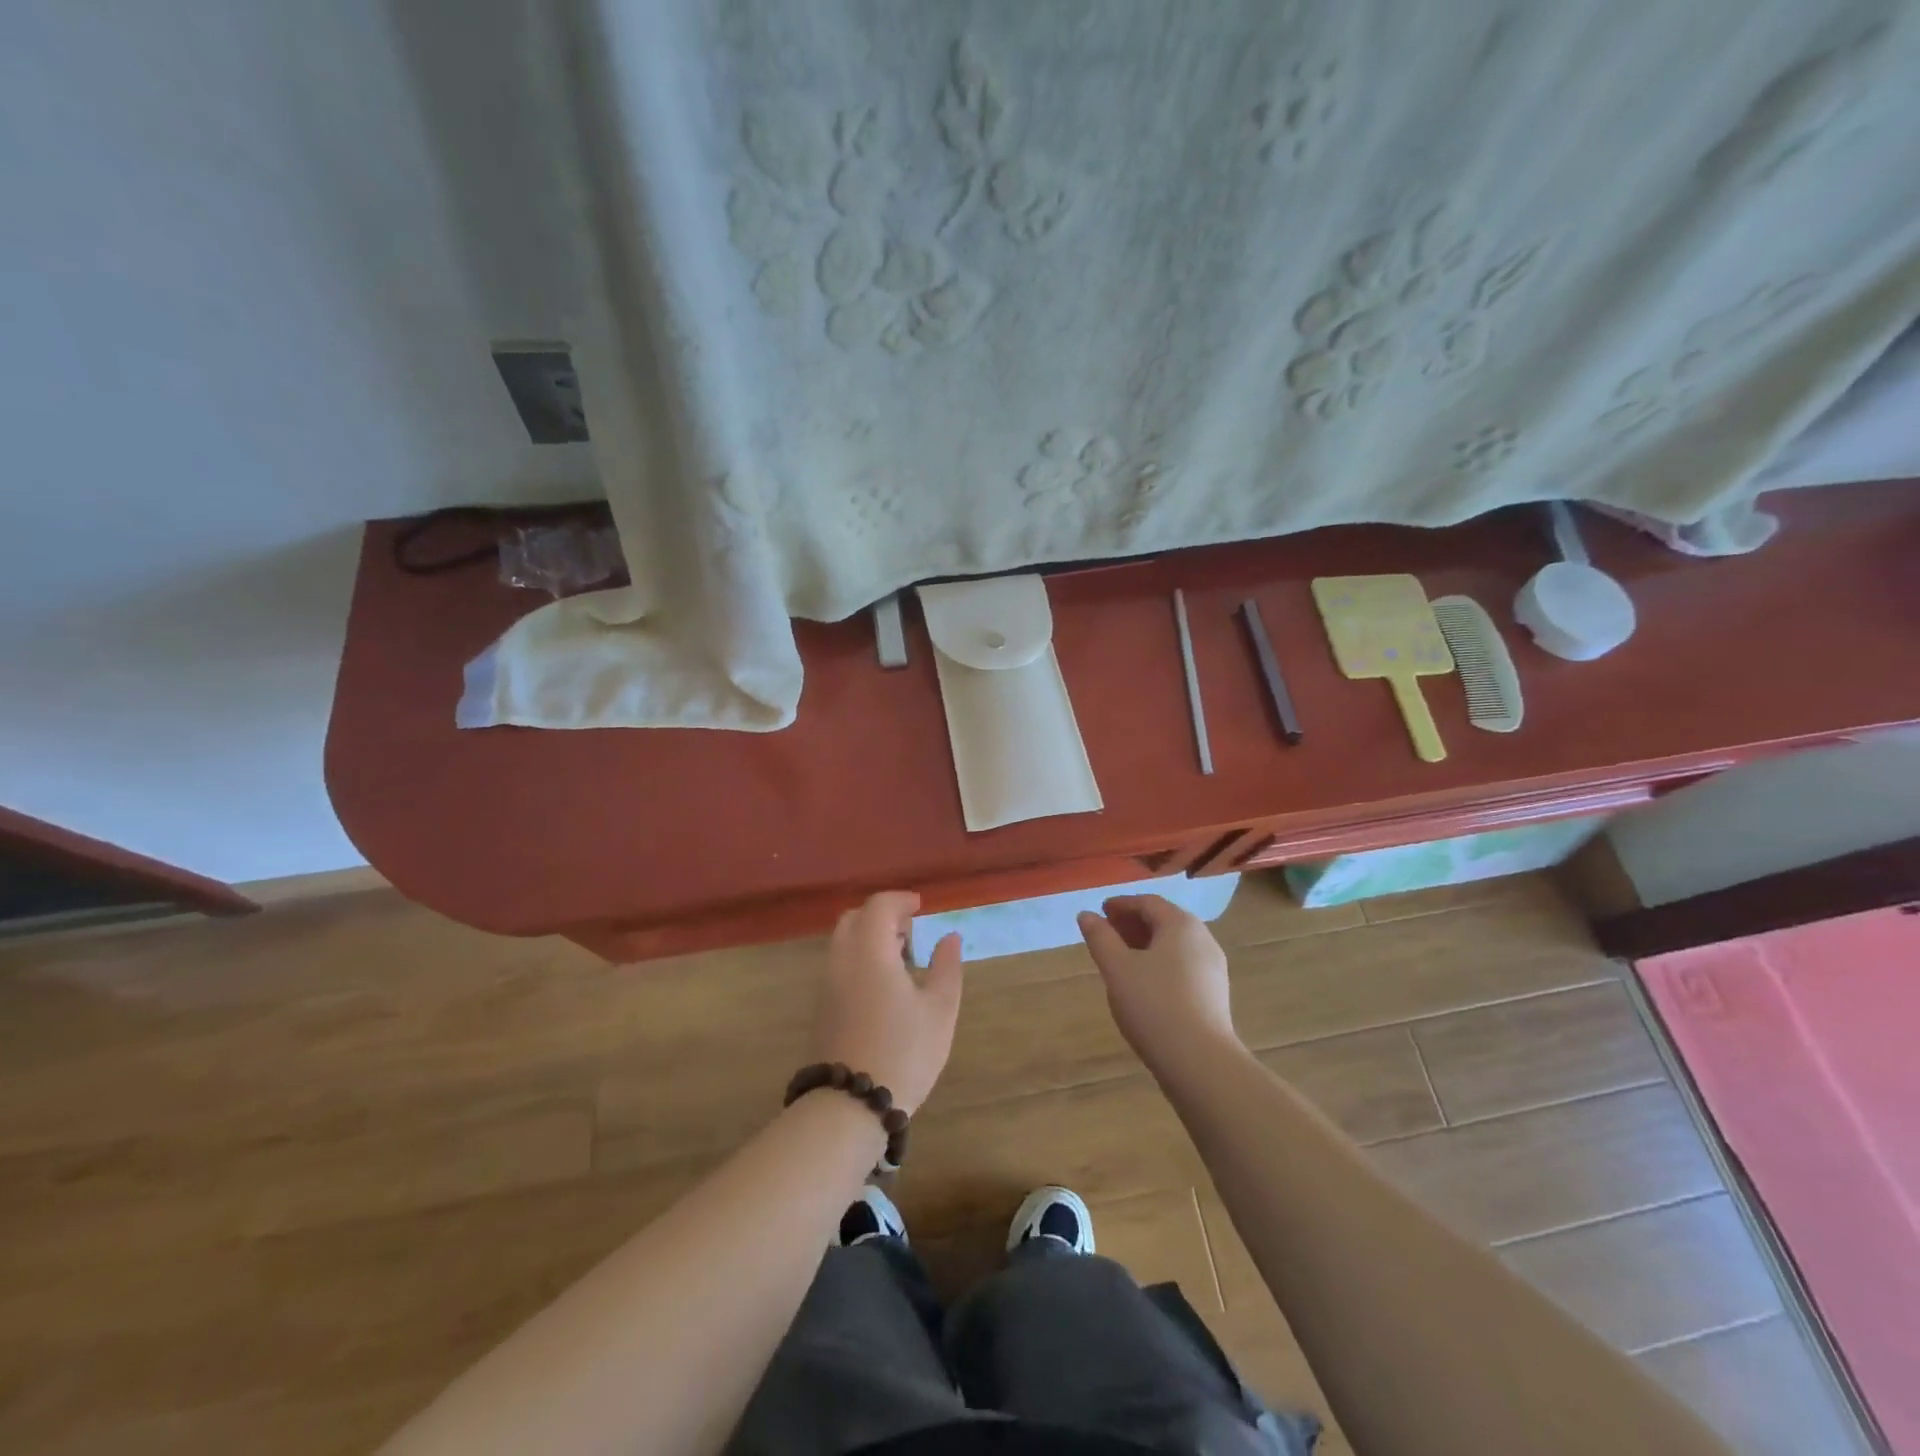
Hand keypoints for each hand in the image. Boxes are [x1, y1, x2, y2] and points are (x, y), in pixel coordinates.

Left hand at [810, 892, 963, 1114]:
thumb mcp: (940, 1010)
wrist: (850, 1105)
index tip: (921, 906)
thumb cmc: (903, 1052)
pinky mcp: (822, 1007)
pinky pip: (839, 964)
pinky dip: (860, 957)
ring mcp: (827, 984)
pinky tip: (883, 984)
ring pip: (844, 942)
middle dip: (881, 915)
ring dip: (869, 937)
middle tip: (910, 931)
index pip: (879, 906)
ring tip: (901, 959)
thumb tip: (948, 937)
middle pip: (854, 919)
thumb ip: (946, 967)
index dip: (900, 900)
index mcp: (870, 951)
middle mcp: (842, 959)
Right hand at [1078, 894, 1238, 1072]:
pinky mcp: (1214, 995)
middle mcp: (1203, 939)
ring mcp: (1213, 968)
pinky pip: (1183, 966)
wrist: (1200, 1062)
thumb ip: (1100, 937)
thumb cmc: (1154, 1005)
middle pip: (1164, 921)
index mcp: (1181, 925)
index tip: (1100, 911)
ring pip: (1174, 945)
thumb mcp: (1117, 968)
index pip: (1148, 903)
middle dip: (1133, 923)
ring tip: (1121, 958)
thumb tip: (1086, 915)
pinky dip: (1160, 963)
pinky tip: (1143, 983)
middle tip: (1107, 932)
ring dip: (1146, 944)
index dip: (1122, 904)